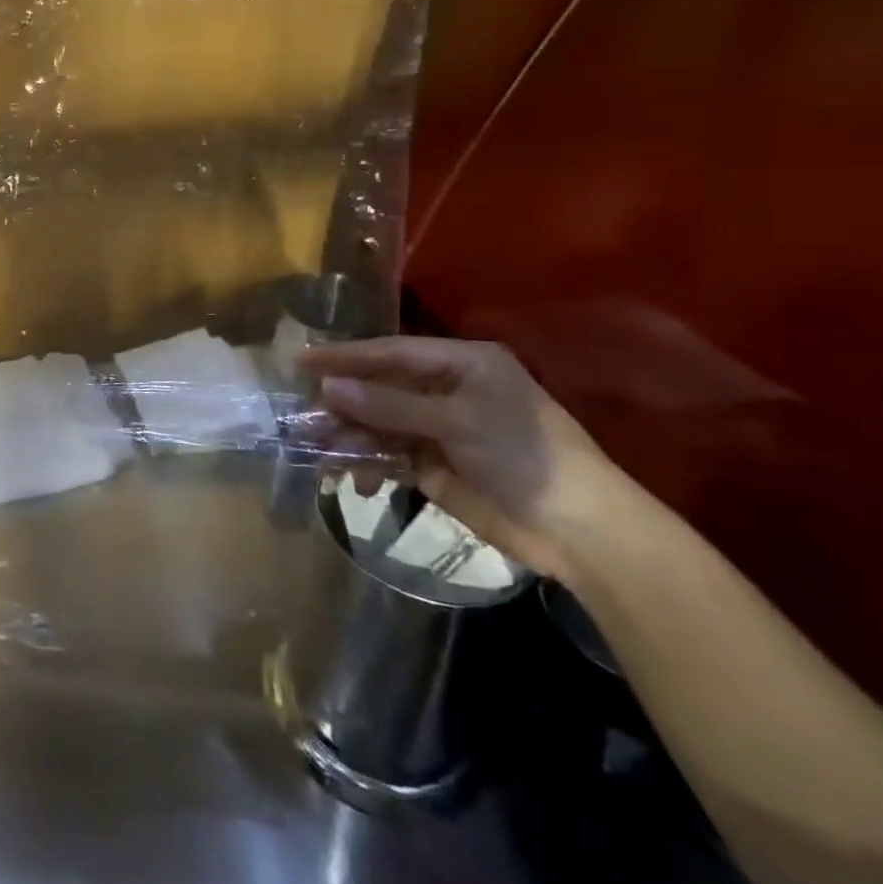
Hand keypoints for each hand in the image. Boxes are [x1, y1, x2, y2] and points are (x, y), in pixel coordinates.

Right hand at [298, 336, 629, 579]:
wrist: (581, 532)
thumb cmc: (525, 456)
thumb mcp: (458, 422)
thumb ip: (389, 405)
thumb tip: (327, 389)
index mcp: (462, 364)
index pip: (391, 352)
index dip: (346, 356)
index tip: (301, 359)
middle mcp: (447, 390)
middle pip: (380, 388)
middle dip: (343, 402)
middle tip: (302, 412)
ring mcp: (439, 429)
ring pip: (378, 423)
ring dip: (349, 435)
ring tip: (320, 449)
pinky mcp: (434, 465)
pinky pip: (388, 455)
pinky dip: (367, 464)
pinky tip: (354, 479)